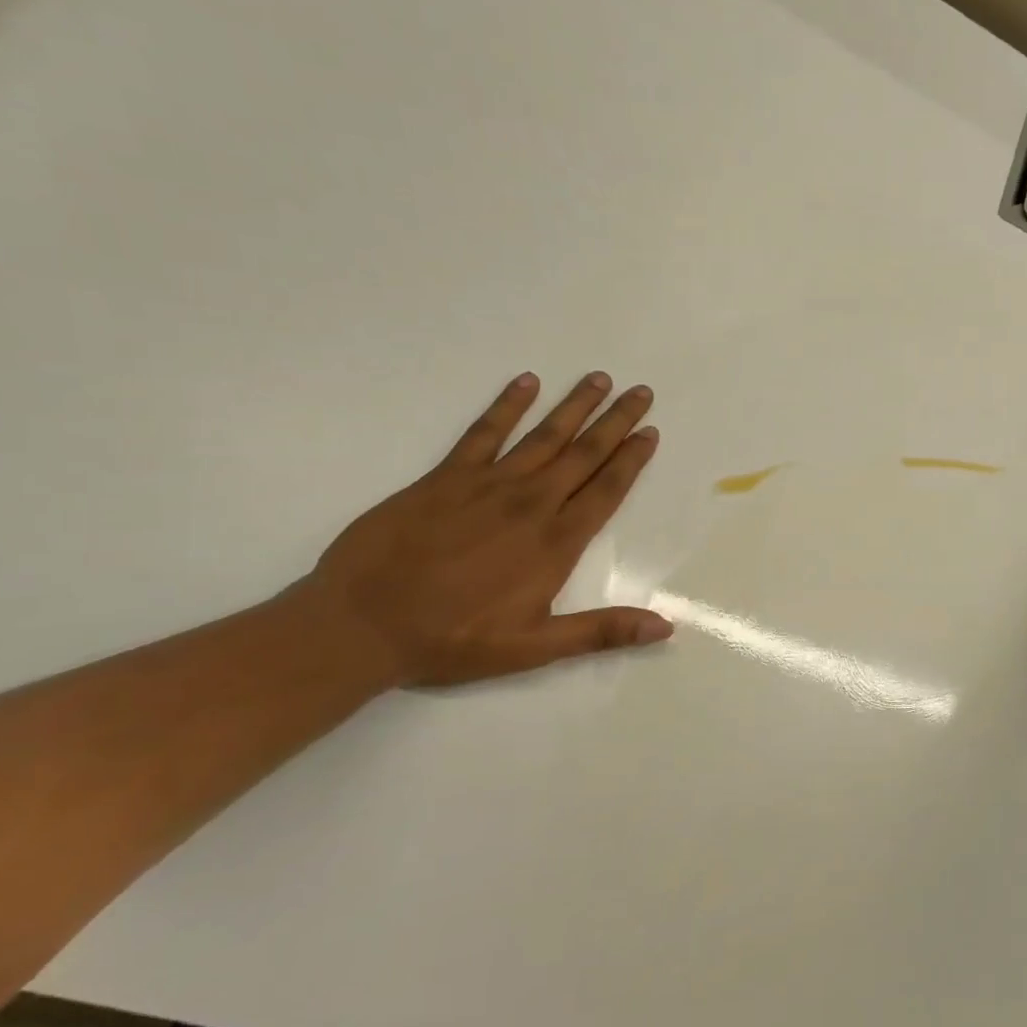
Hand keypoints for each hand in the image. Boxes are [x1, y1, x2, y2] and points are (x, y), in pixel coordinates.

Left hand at [301, 371, 672, 687]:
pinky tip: (525, 382)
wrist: (361, 624)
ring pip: (544, 436)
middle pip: (584, 454)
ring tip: (599, 379)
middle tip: (641, 392)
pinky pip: (484, 432)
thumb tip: (665, 628)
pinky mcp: (446, 477)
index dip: (631, 460)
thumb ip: (602, 631)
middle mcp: (531, 504)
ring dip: (574, 406)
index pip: (606, 491)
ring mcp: (488, 485)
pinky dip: (506, 405)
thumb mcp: (535, 648)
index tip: (651, 432)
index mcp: (556, 543)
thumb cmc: (453, 639)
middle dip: (616, 421)